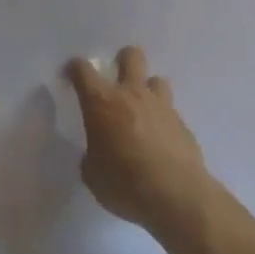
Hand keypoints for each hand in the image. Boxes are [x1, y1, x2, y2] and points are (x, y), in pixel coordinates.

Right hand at [67, 46, 214, 237]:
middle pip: (131, 57)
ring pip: (157, 79)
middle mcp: (131, 95)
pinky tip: (160, 141)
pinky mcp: (183, 125)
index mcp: (101, 102)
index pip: (82, 70)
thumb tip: (99, 152)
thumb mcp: (92, 173)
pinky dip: (163, 120)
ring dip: (148, 89)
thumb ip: (92, 154)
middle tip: (117, 77)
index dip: (74, 68)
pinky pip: (170, 112)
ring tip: (143, 109)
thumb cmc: (124, 183)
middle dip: (123, 60)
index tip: (71, 75)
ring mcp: (161, 107)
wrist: (177, 197)